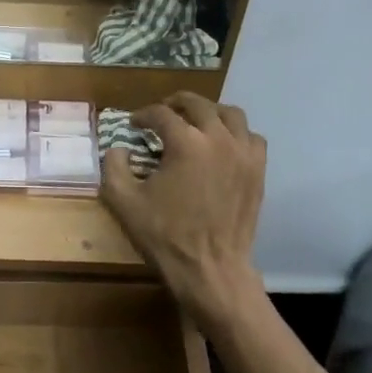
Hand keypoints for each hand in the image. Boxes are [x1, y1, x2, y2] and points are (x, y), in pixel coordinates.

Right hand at [100, 94, 266, 331]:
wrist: (210, 268)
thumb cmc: (165, 236)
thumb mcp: (124, 202)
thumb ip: (114, 167)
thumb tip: (118, 149)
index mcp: (186, 143)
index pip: (161, 114)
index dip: (143, 115)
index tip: (133, 125)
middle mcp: (219, 139)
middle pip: (198, 104)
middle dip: (175, 104)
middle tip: (162, 113)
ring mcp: (244, 154)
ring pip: (231, 114)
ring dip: (209, 112)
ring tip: (195, 122)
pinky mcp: (258, 171)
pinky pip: (251, 138)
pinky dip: (235, 133)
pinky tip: (222, 145)